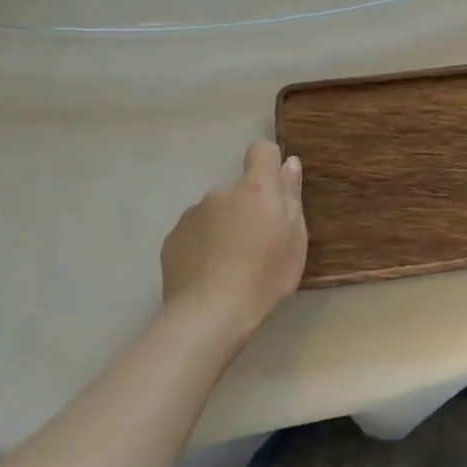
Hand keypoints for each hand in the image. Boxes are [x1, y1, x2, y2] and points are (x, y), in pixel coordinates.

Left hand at [160, 142, 306, 337]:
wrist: (209, 315)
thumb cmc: (265, 275)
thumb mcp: (294, 238)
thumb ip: (291, 195)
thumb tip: (290, 163)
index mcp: (256, 188)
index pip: (261, 150)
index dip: (269, 164)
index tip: (275, 190)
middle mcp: (221, 192)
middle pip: (239, 188)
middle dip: (247, 206)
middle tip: (256, 243)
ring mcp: (193, 214)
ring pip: (215, 211)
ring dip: (223, 226)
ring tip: (229, 264)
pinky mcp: (172, 238)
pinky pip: (194, 232)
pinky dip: (203, 244)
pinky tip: (208, 272)